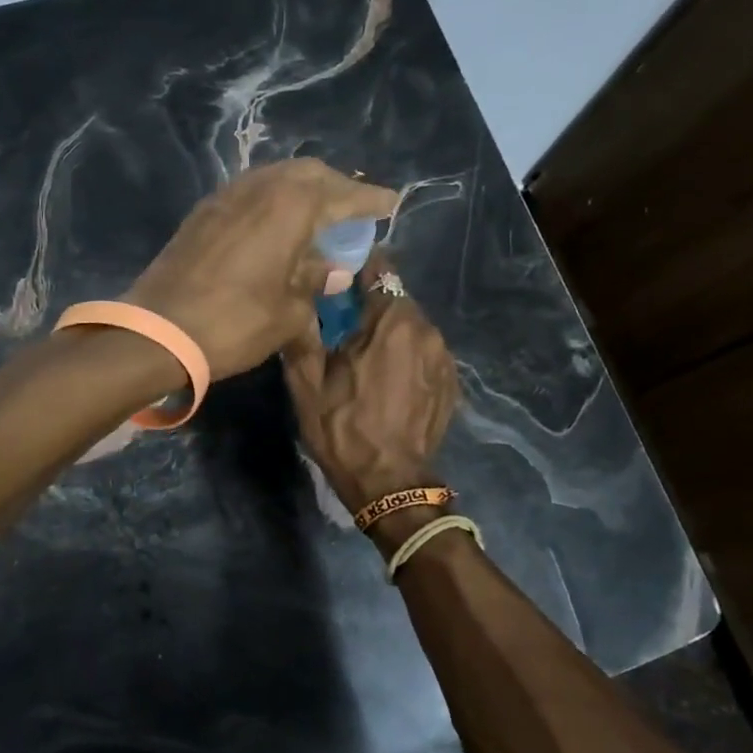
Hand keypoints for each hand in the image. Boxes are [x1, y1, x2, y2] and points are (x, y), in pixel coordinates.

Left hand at [125, 160, 397, 376]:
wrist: (157, 332)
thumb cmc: (234, 324)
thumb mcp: (288, 313)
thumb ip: (315, 283)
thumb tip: (333, 271)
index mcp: (290, 207)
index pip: (342, 195)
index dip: (369, 199)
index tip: (391, 203)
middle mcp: (259, 188)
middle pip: (307, 174)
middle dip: (336, 186)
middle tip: (354, 207)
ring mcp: (225, 197)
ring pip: (275, 178)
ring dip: (301, 190)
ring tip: (318, 215)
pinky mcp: (202, 213)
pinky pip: (249, 193)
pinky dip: (272, 201)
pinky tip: (276, 225)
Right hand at [282, 252, 459, 511]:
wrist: (389, 483)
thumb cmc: (342, 429)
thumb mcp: (305, 382)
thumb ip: (303, 331)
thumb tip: (301, 299)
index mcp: (391, 321)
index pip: (379, 269)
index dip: (355, 270)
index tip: (336, 281)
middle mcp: (426, 329)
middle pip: (395, 299)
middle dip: (370, 307)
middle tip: (342, 326)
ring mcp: (443, 357)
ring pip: (411, 327)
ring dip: (389, 334)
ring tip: (364, 357)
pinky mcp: (451, 382)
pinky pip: (424, 353)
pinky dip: (406, 357)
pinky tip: (387, 381)